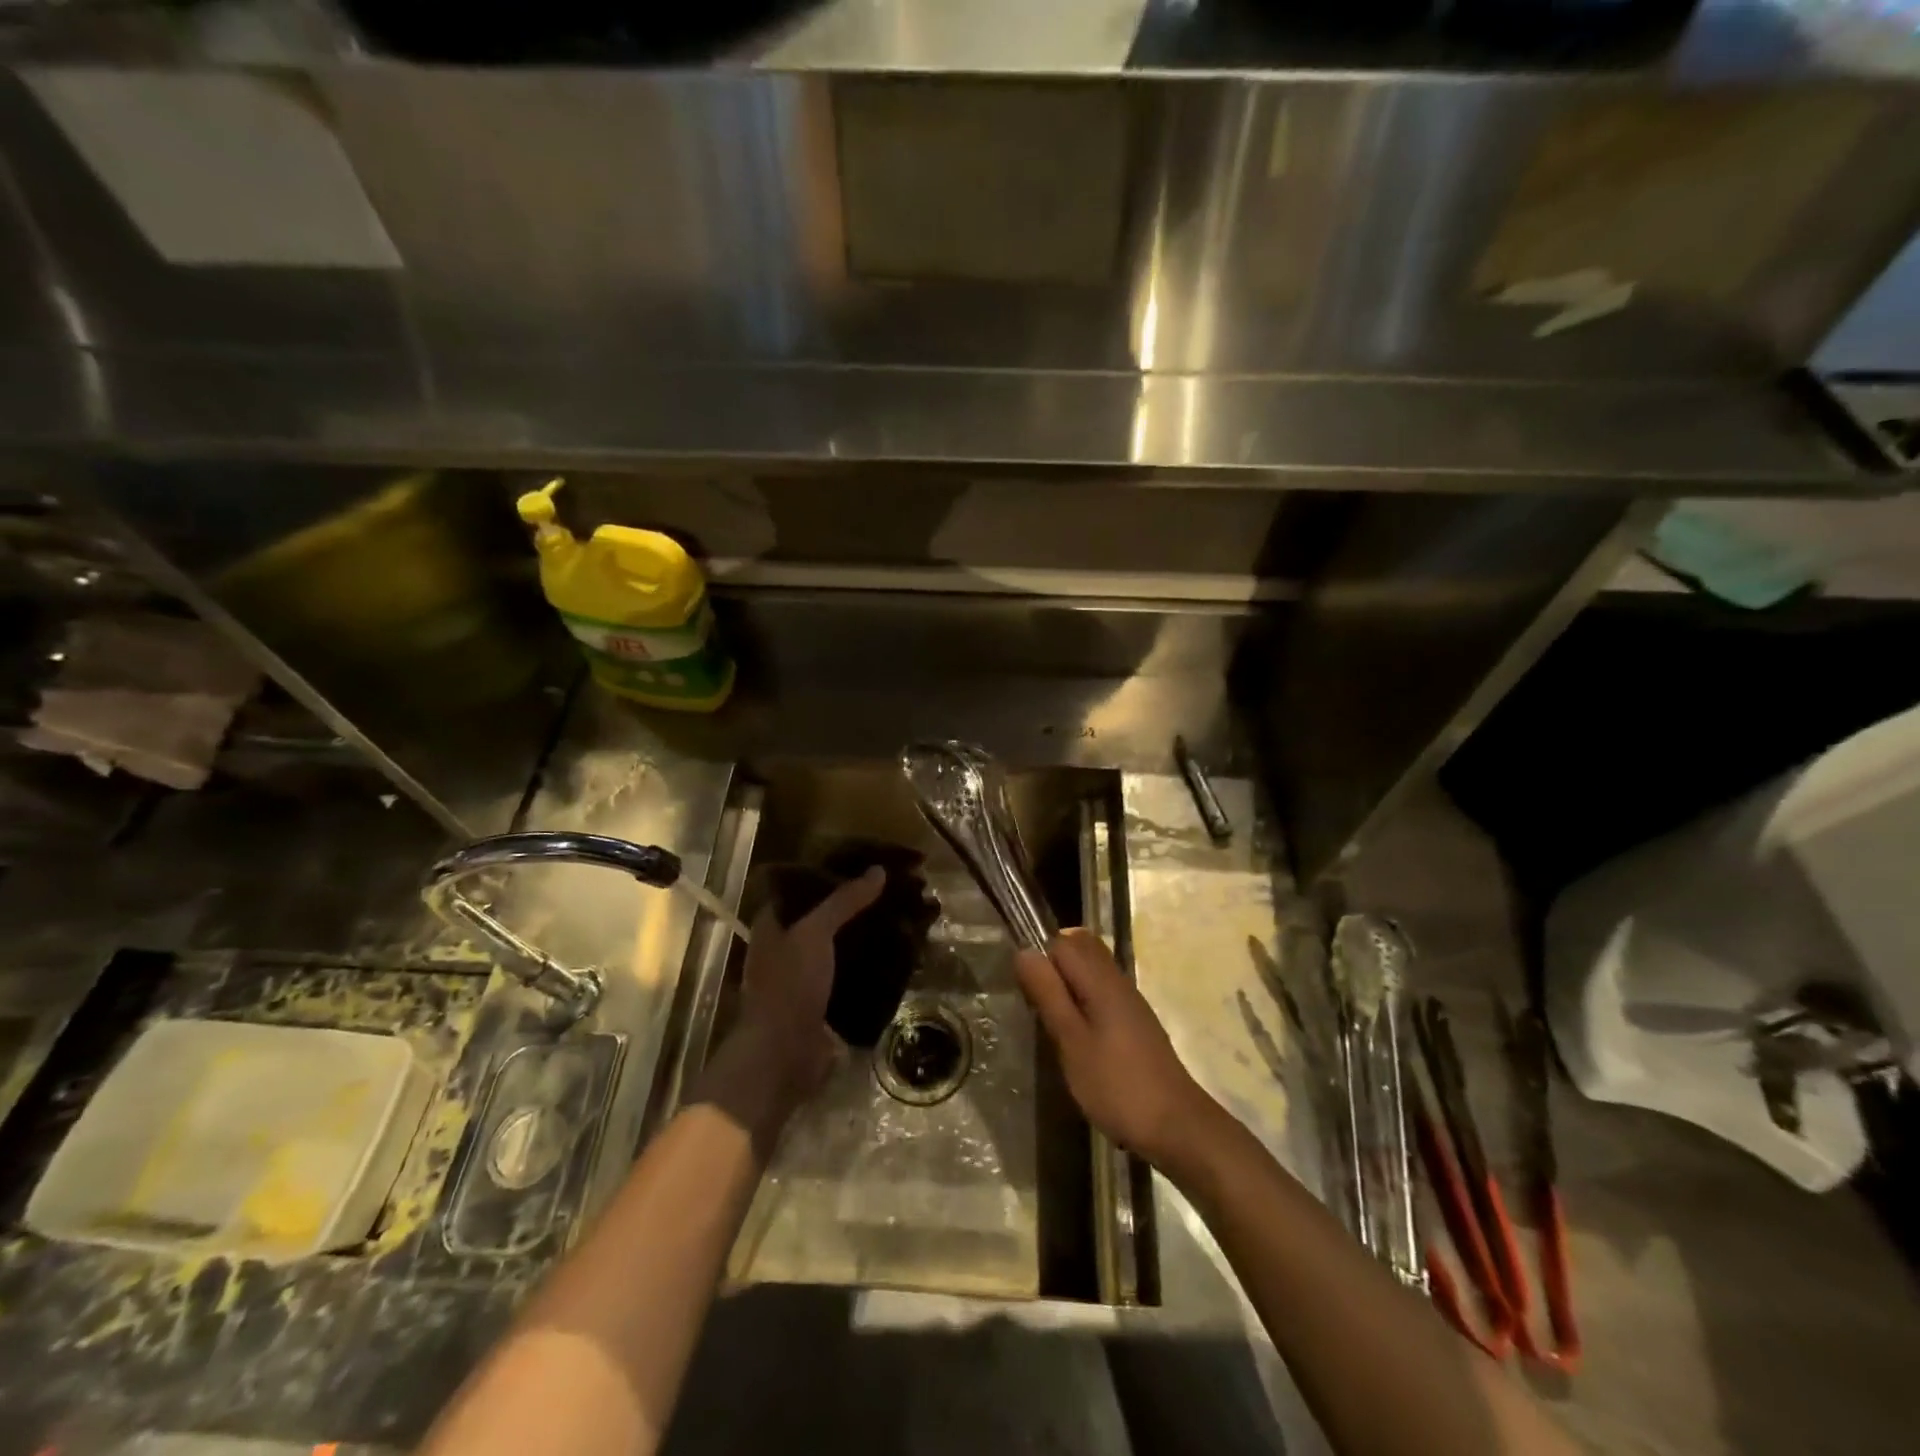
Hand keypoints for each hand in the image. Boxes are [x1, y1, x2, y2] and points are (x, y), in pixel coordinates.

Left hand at [722, 864, 884, 1110]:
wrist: (783, 1055)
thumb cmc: (789, 985)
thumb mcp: (814, 934)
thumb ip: (844, 902)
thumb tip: (878, 871)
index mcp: (770, 928)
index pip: (797, 890)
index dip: (824, 876)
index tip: (858, 866)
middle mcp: (783, 951)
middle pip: (821, 920)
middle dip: (851, 908)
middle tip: (887, 892)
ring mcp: (802, 980)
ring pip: (838, 949)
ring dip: (863, 938)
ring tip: (898, 919)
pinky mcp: (822, 1005)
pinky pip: (849, 978)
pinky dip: (869, 968)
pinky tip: (896, 957)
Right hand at [1014, 929, 1217, 1168]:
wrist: (1176, 1126)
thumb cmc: (1117, 1085)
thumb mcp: (1072, 1042)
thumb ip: (1049, 995)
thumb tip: (1024, 951)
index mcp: (1102, 980)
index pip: (1063, 942)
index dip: (1040, 959)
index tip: (1029, 995)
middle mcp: (1118, 981)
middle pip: (1081, 949)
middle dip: (1054, 967)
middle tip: (1040, 1006)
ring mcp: (1130, 1001)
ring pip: (1092, 971)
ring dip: (1068, 986)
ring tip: (1056, 1025)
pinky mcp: (1136, 1022)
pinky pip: (1103, 992)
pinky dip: (1085, 1002)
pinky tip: (1079, 1038)